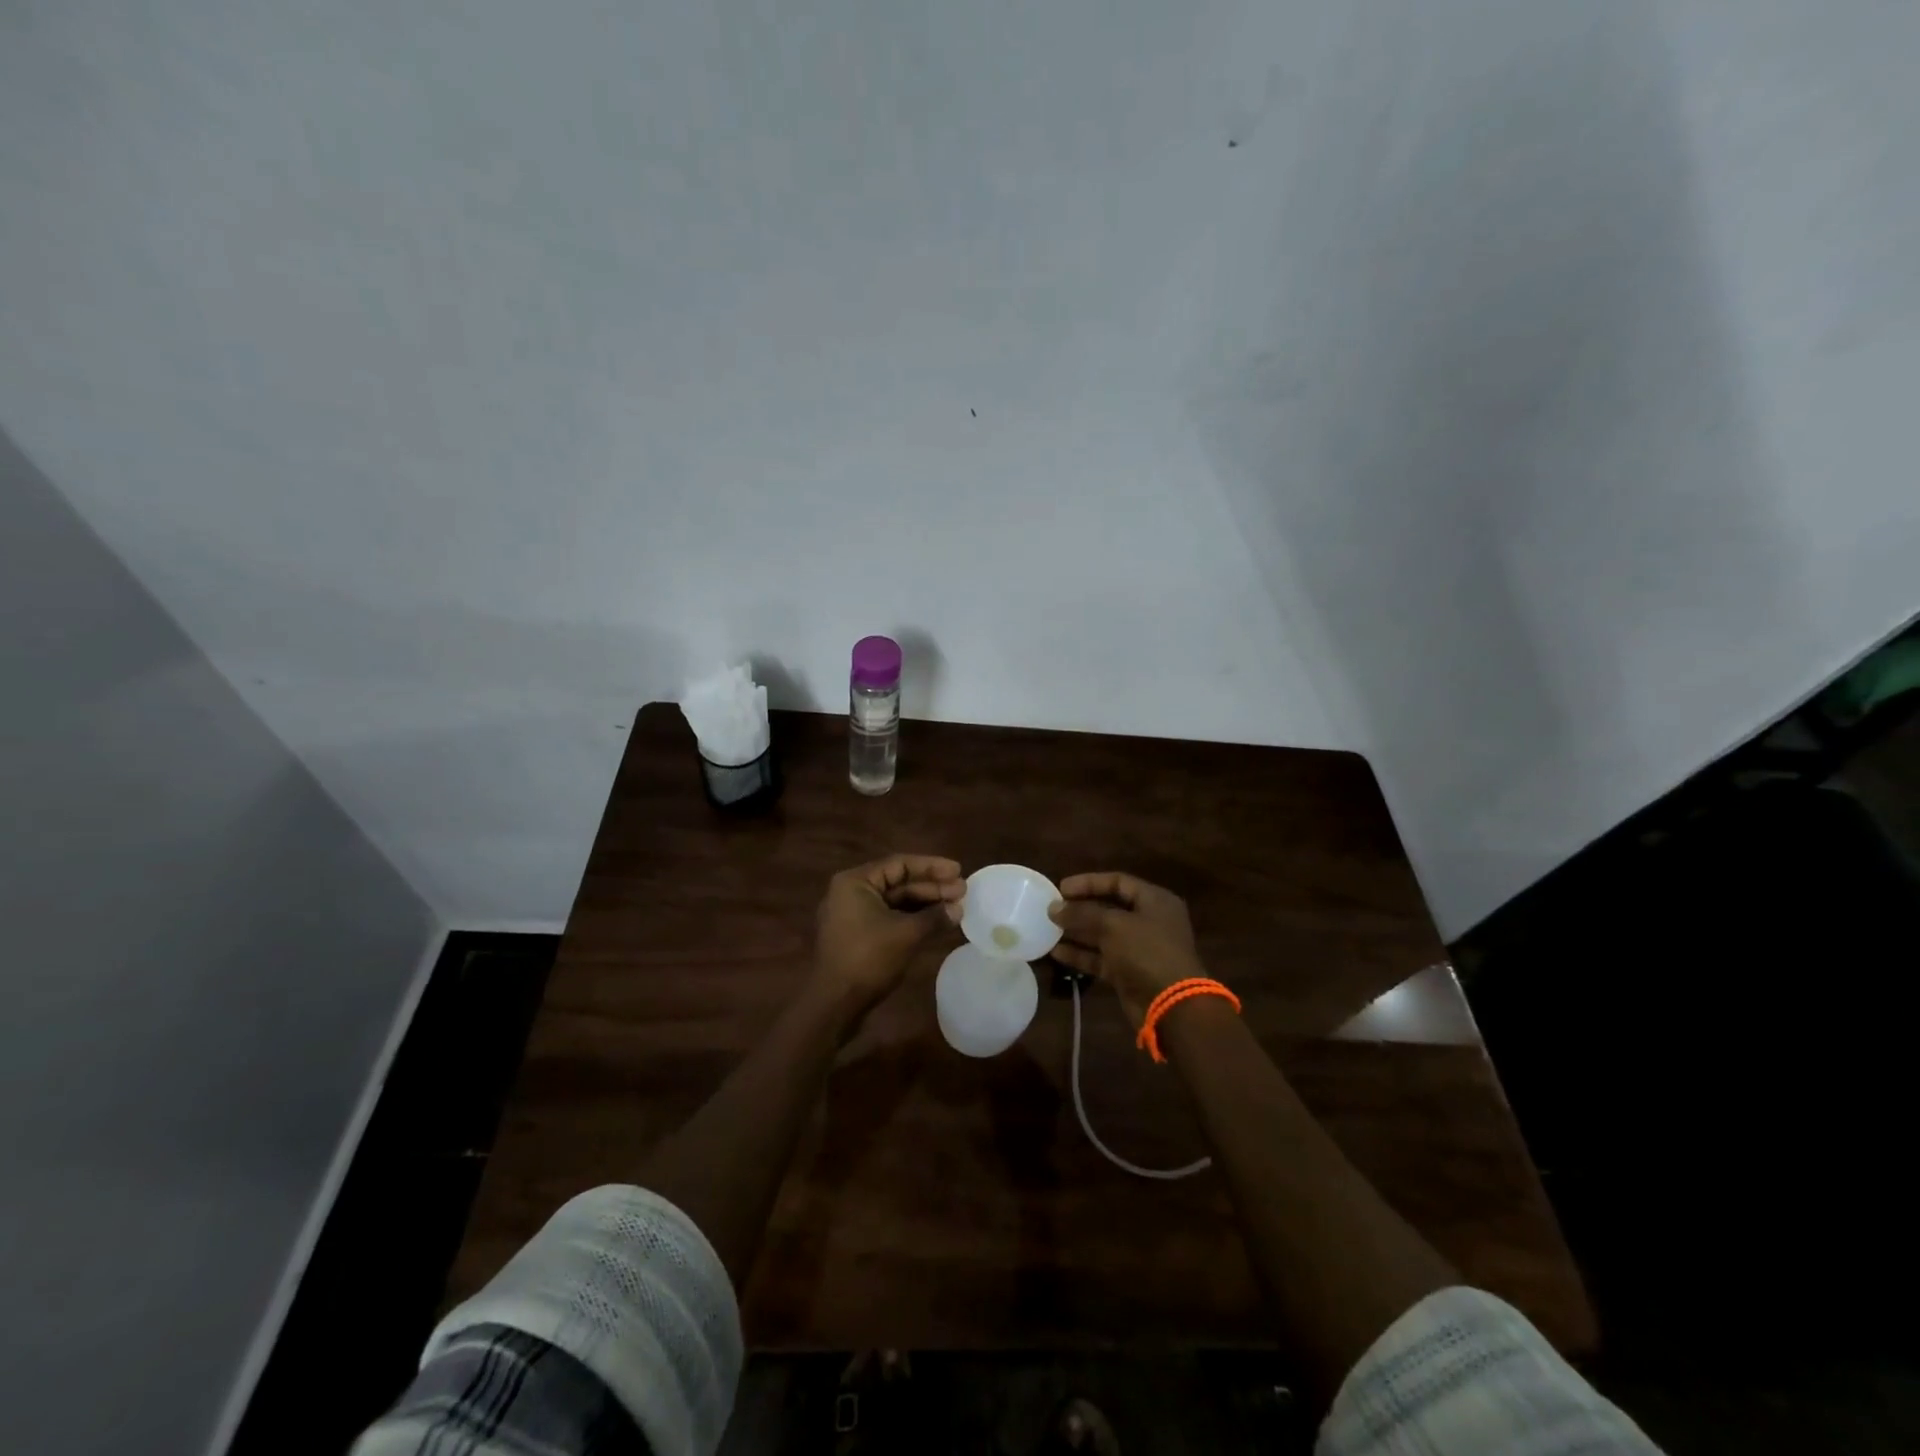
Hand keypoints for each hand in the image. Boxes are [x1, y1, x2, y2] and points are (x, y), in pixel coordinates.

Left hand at [813, 854, 964, 1014]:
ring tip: (956, 908)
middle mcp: (852, 892)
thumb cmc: (867, 959)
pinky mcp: (859, 936)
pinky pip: (890, 919)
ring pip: (896, 903)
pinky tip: (937, 924)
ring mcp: (854, 916)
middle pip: (898, 883)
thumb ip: (934, 917)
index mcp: (856, 882)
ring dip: (925, 905)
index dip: (932, 867)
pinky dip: (913, 920)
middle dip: (932, 888)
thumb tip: (958, 909)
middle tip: (963, 892)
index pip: (900, 864)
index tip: (958, 871)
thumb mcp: (906, 934)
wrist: (834, 1004)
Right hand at [1048, 872, 1206, 1027]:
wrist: (1171, 1006)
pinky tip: (1056, 952)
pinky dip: (1081, 955)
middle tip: (1052, 909)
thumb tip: (1054, 908)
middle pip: (1108, 908)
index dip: (1089, 882)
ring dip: (1077, 932)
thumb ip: (1082, 913)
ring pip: (1102, 935)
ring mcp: (1138, 948)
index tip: (1061, 888)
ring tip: (1048, 929)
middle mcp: (1148, 921)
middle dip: (1080, 909)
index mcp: (1154, 901)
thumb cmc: (1147, 952)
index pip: (1118, 882)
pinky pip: (1101, 958)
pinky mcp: (1128, 972)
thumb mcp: (1113, 926)